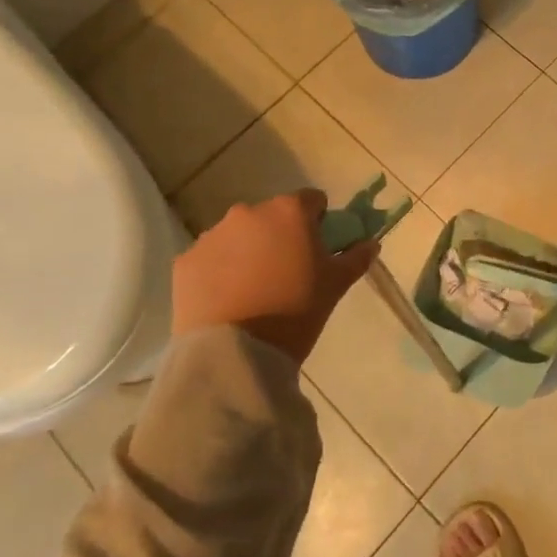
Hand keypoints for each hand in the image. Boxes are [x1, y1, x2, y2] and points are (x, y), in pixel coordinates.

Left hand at [172, 190, 379, 363]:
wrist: (236, 355)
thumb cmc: (296, 311)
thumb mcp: (335, 286)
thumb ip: (356, 258)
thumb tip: (371, 243)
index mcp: (289, 211)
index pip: (312, 201)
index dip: (318, 222)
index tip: (317, 249)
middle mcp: (248, 212)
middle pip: (271, 216)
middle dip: (279, 236)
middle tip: (285, 273)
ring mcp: (212, 235)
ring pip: (238, 235)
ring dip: (247, 251)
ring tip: (252, 290)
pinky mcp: (185, 261)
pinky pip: (209, 259)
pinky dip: (218, 271)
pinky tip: (226, 300)